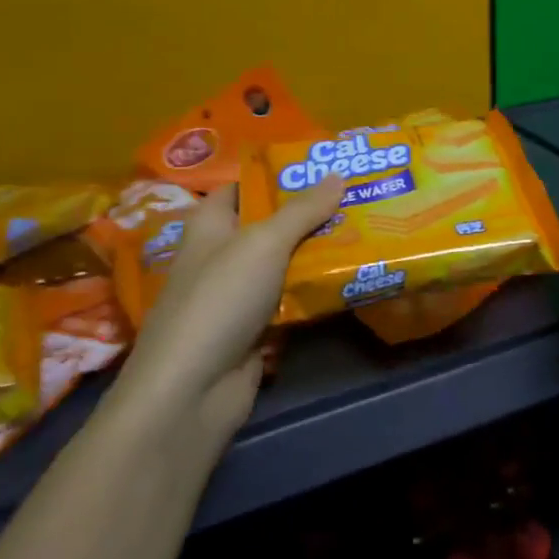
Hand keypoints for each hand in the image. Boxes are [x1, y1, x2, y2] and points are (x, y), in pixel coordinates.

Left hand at [117, 177, 344, 419]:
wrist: (192, 391)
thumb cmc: (220, 299)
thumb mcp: (264, 242)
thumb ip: (303, 209)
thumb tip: (338, 174)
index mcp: (210, 226)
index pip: (243, 188)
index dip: (277, 175)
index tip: (322, 167)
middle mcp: (222, 256)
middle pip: (270, 226)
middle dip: (311, 214)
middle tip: (359, 196)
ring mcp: (238, 296)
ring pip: (285, 265)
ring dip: (319, 253)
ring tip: (366, 230)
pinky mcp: (255, 330)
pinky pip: (291, 300)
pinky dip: (315, 291)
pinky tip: (351, 278)